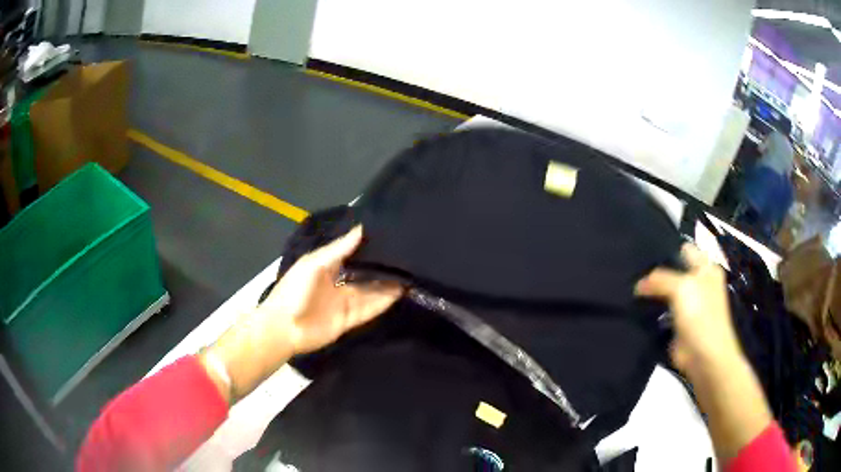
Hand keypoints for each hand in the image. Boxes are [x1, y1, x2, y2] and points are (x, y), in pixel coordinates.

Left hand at [258, 225, 403, 354]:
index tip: (389, 239)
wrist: (283, 328)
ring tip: (408, 275)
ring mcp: (343, 303)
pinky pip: (369, 310)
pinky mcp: (348, 320)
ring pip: (370, 292)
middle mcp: (338, 283)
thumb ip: (338, 249)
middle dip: (381, 268)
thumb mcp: (314, 264)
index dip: (368, 248)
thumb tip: (361, 229)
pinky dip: (383, 302)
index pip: (351, 255)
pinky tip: (399, 294)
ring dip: (386, 285)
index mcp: (326, 267)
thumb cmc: (294, 291)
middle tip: (405, 258)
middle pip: (364, 275)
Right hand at [635, 243, 742, 376]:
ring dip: (653, 293)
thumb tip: (638, 284)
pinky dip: (652, 312)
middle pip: (674, 271)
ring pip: (667, 293)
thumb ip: (660, 279)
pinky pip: (662, 312)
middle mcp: (699, 284)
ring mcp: (689, 306)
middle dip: (657, 271)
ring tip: (631, 287)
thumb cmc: (700, 315)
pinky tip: (637, 307)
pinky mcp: (678, 324)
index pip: (685, 251)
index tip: (645, 251)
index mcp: (706, 269)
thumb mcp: (682, 287)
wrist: (704, 356)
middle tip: (634, 271)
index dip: (667, 250)